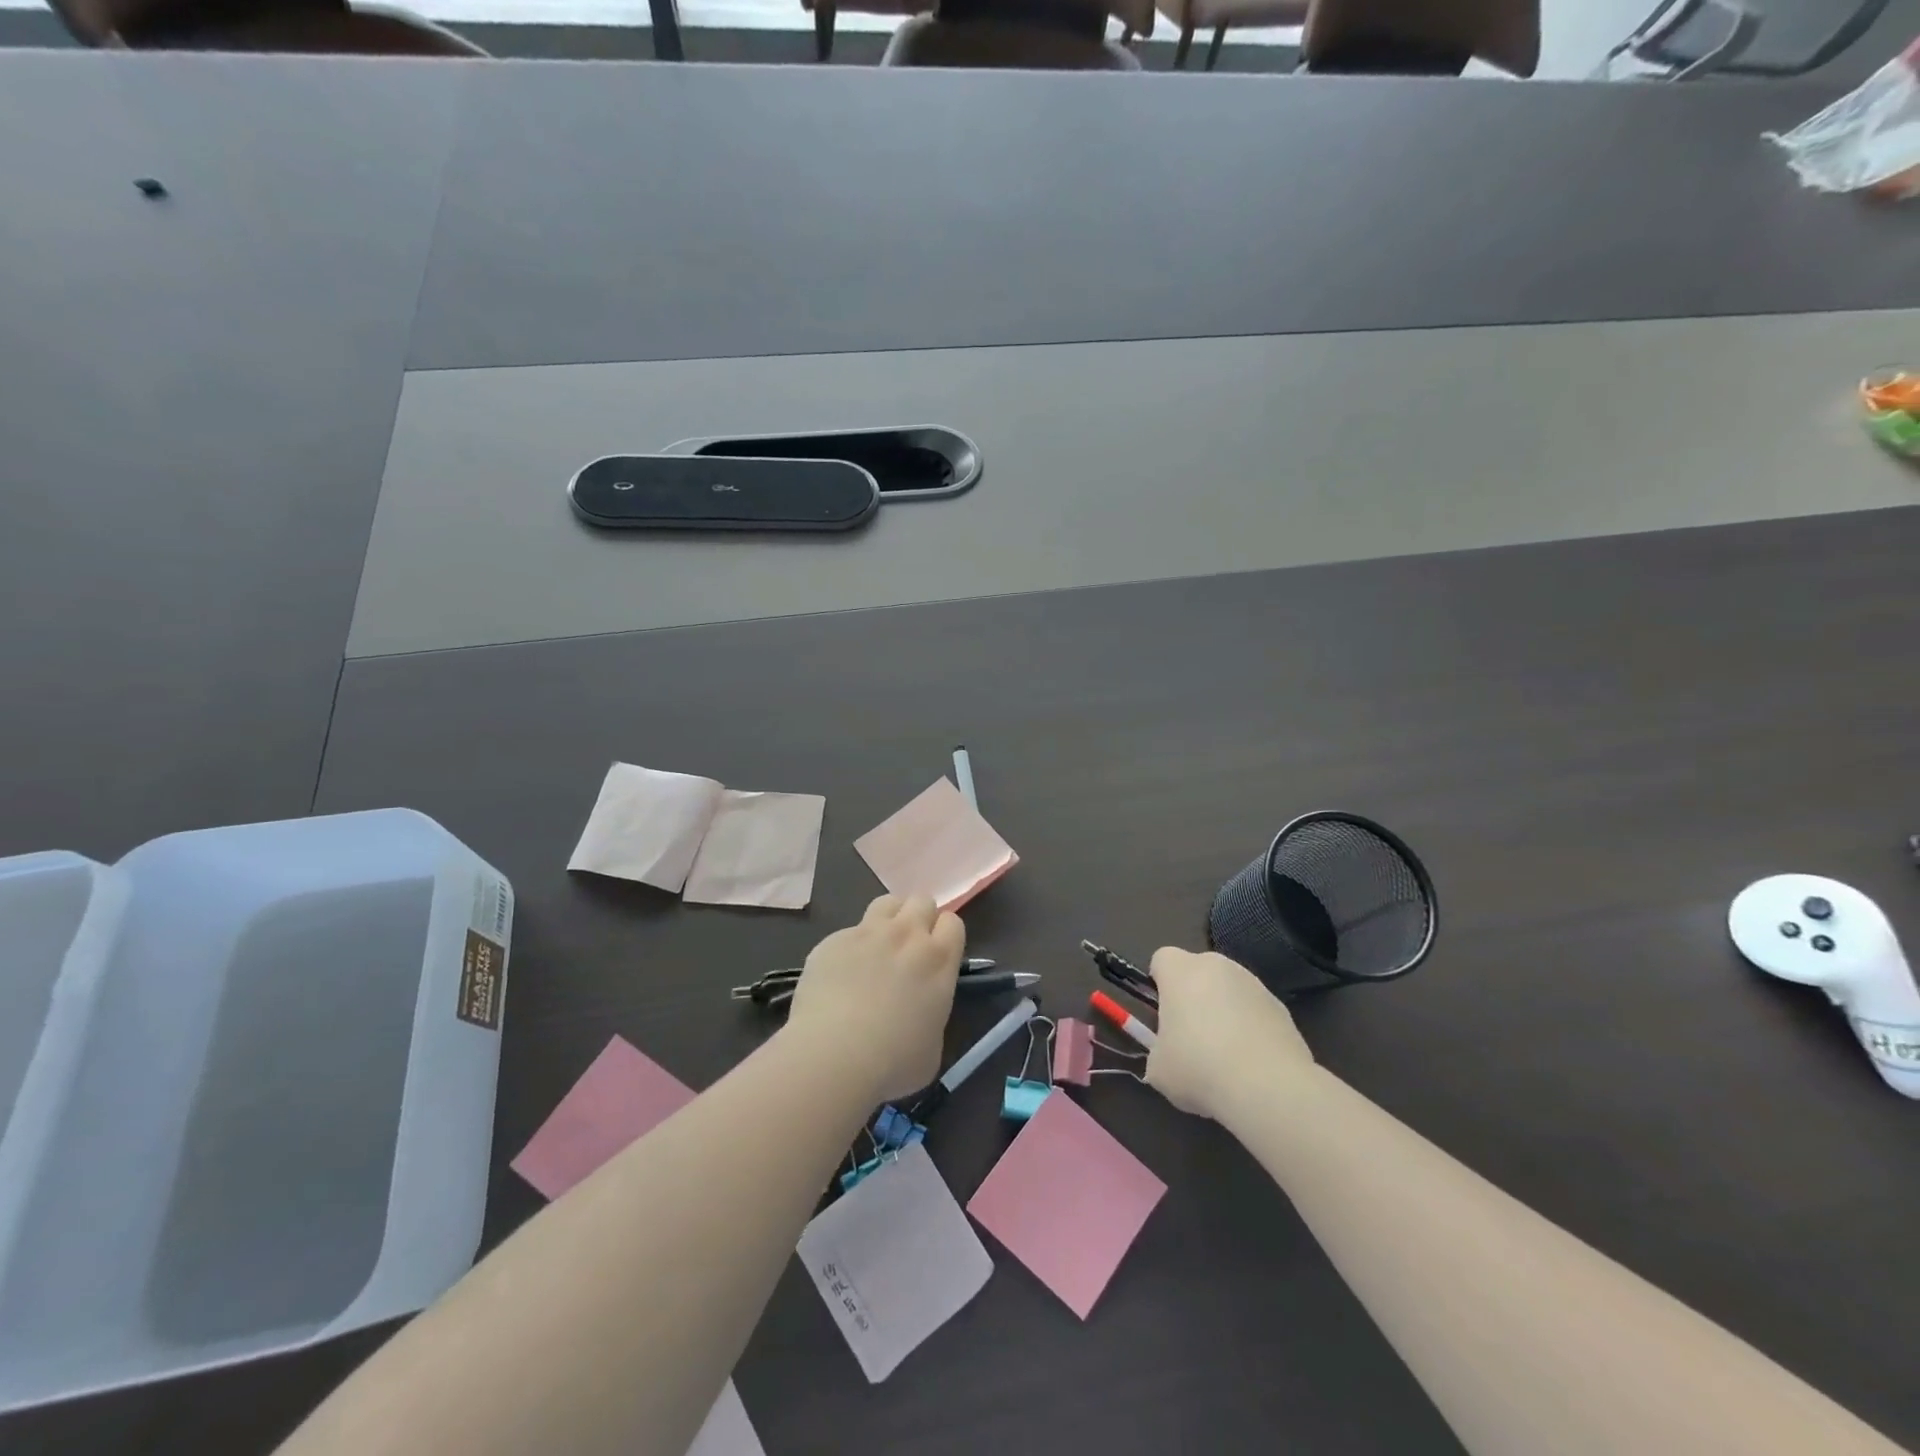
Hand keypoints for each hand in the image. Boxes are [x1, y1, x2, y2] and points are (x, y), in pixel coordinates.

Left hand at [785, 894, 964, 1101]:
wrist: (833, 1055)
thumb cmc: (893, 1062)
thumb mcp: (932, 1047)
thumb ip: (932, 1016)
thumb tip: (919, 1013)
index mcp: (938, 961)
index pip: (953, 922)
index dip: (945, 935)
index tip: (937, 954)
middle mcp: (907, 936)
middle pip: (922, 901)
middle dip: (919, 918)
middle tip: (909, 947)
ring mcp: (868, 933)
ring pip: (887, 902)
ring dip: (889, 918)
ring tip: (879, 946)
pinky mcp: (833, 940)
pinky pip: (849, 931)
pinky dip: (851, 945)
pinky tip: (841, 973)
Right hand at [1145, 947, 1314, 1120]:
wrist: (1270, 1089)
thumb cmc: (1200, 1069)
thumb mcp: (1159, 1068)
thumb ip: (1158, 1050)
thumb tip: (1169, 1055)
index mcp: (1181, 970)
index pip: (1162, 960)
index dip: (1159, 985)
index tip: (1162, 1015)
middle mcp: (1218, 966)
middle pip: (1198, 972)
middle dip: (1193, 997)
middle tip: (1191, 1037)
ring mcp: (1255, 984)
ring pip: (1229, 991)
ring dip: (1224, 1012)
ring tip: (1226, 1057)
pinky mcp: (1282, 1008)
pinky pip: (1255, 1012)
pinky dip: (1251, 1029)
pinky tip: (1253, 1064)